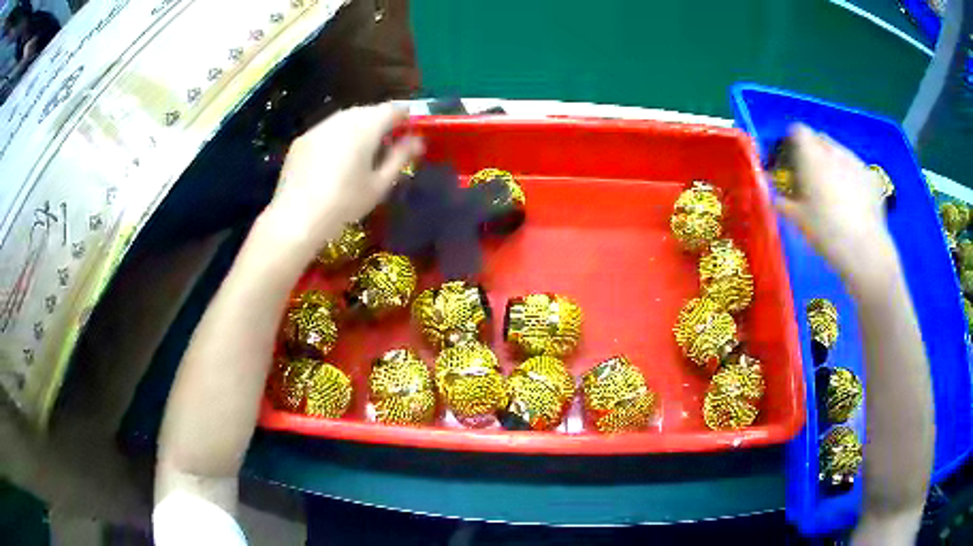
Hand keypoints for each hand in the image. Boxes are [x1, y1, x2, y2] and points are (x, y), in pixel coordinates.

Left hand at [264, 103, 422, 253]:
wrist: (296, 218)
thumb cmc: (344, 203)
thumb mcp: (379, 184)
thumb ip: (400, 157)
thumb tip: (417, 140)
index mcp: (365, 127)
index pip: (392, 108)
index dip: (405, 116)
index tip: (411, 130)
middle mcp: (342, 119)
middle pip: (368, 111)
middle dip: (381, 121)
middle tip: (388, 143)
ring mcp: (318, 127)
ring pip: (346, 118)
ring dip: (358, 127)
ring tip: (362, 151)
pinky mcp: (302, 139)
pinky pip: (327, 130)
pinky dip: (337, 137)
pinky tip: (335, 159)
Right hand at [775, 124, 896, 287]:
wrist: (864, 250)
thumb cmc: (826, 232)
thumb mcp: (798, 220)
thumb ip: (782, 202)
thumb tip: (774, 197)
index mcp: (812, 155)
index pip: (798, 130)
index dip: (793, 141)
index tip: (791, 160)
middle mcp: (834, 151)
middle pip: (820, 139)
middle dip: (814, 151)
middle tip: (812, 177)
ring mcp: (856, 162)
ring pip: (840, 153)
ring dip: (834, 164)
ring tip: (836, 192)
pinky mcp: (872, 177)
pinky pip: (858, 169)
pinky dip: (853, 178)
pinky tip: (855, 201)